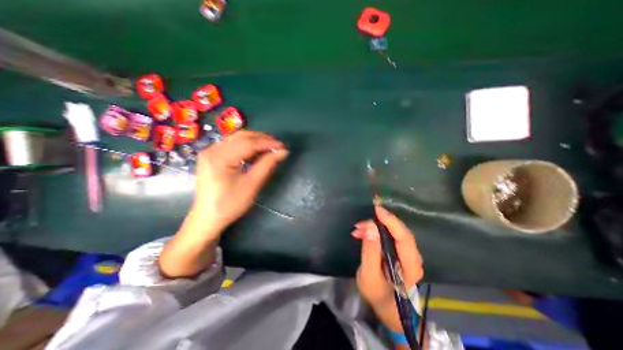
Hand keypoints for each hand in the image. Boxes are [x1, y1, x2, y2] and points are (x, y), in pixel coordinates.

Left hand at [158, 131, 288, 278]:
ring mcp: (210, 151)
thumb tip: (283, 151)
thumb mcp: (252, 184)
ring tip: (270, 149)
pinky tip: (256, 153)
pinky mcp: (212, 156)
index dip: (268, 143)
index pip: (248, 143)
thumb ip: (267, 164)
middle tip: (278, 147)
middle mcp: (212, 149)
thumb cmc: (230, 204)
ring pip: (237, 138)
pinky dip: (247, 146)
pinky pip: (232, 145)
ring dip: (255, 141)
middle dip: (262, 139)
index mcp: (219, 157)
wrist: (208, 218)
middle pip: (242, 136)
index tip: (283, 146)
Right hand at [350, 208, 423, 332]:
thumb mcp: (369, 276)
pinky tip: (362, 233)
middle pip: (399, 231)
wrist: (386, 306)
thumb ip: (370, 252)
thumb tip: (371, 227)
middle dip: (380, 222)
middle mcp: (413, 256)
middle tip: (360, 223)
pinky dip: (375, 231)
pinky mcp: (399, 250)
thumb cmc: (378, 294)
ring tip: (357, 229)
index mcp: (410, 265)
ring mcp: (406, 253)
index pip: (404, 237)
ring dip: (375, 227)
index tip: (377, 209)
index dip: (391, 221)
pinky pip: (388, 235)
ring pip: (393, 231)